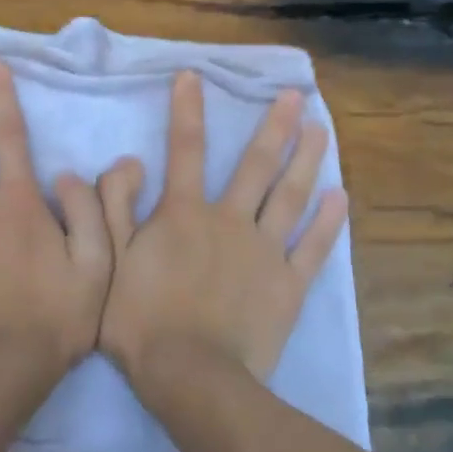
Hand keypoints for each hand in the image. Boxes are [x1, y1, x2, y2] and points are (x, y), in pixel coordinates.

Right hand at [97, 71, 348, 396]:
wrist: (190, 375)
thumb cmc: (141, 320)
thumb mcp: (110, 260)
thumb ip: (114, 206)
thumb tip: (127, 160)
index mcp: (184, 213)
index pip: (184, 149)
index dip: (187, 110)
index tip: (194, 76)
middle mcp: (230, 220)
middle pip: (255, 165)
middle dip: (274, 126)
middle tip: (295, 95)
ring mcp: (265, 251)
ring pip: (290, 196)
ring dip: (307, 159)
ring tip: (322, 128)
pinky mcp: (288, 284)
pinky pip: (313, 248)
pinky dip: (329, 223)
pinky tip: (341, 197)